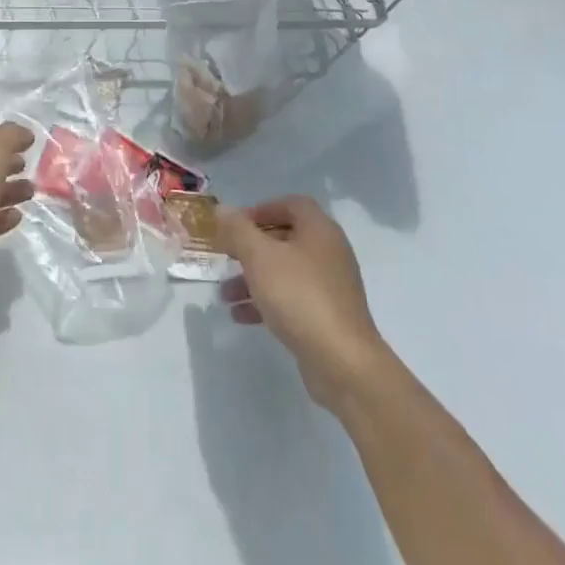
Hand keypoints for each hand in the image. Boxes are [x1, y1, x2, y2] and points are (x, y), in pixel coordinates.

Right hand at [213, 196, 385, 406]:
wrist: (342, 361)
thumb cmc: (299, 296)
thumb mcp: (259, 257)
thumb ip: (238, 230)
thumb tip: (222, 209)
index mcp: (319, 231)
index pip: (292, 204)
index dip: (262, 209)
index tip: (235, 225)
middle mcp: (328, 253)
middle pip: (285, 238)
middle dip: (250, 248)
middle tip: (225, 256)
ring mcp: (330, 286)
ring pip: (284, 272)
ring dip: (252, 278)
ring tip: (224, 294)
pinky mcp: (326, 315)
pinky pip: (291, 299)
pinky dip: (266, 302)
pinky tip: (241, 316)